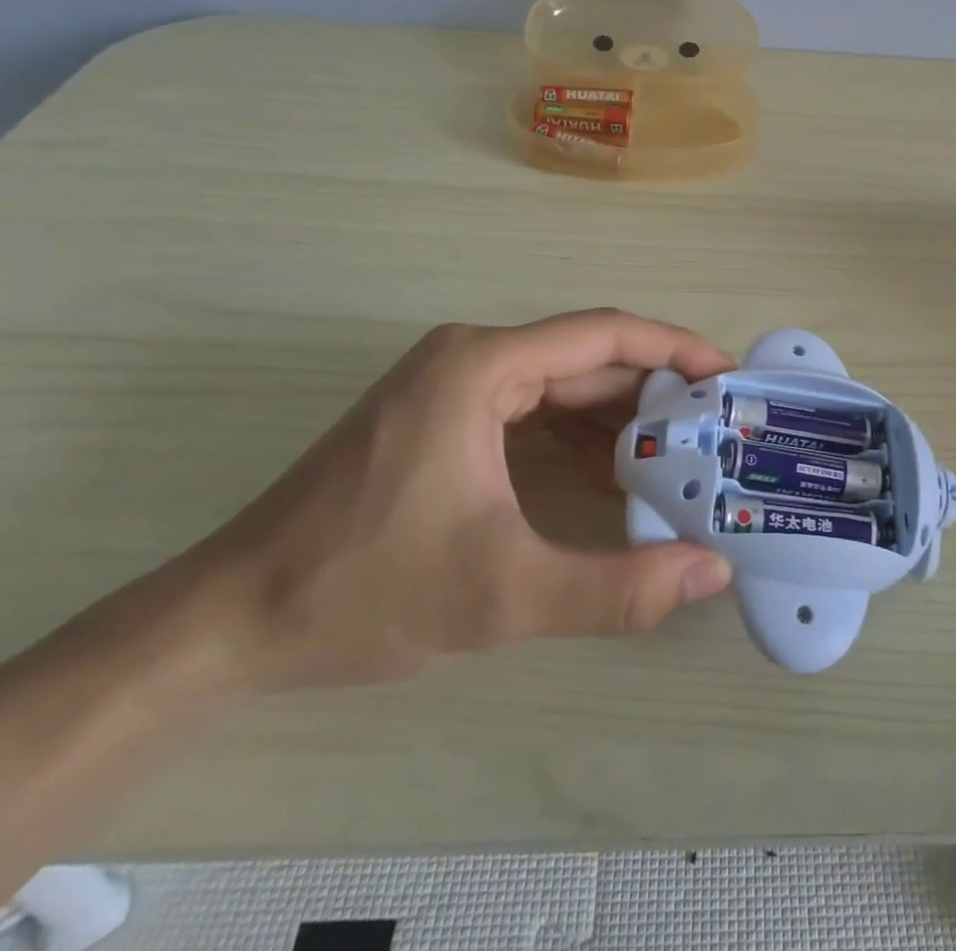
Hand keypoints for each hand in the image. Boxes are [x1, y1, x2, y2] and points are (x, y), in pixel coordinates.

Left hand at [187, 310, 736, 689]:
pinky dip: (576, 436)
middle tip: (715, 429)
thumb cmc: (362, 590)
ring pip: (558, 385)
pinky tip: (611, 473)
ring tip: (678, 455)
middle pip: (585, 358)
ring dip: (617, 416)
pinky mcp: (438, 418)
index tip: (726, 377)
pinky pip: (529, 410)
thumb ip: (616, 588)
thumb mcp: (502, 594)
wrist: (229, 621)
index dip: (674, 350)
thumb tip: (711, 573)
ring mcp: (449, 385)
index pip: (604, 335)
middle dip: (653, 392)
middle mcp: (469, 357)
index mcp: (482, 365)